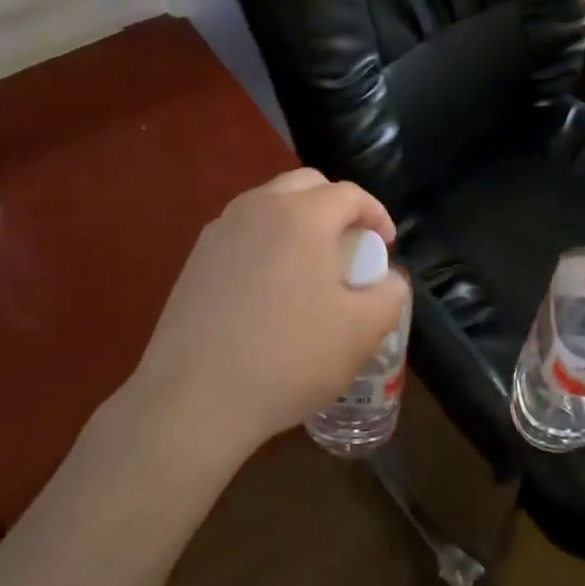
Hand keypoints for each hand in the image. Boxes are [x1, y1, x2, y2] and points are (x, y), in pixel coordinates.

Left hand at [119, 169, 409, 470]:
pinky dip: (266, 243)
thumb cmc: (289, 357)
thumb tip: (389, 279)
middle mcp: (259, 207)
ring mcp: (220, 230)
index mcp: (303, 215)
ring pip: (270, 205)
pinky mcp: (195, 258)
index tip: (386, 247)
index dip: (377, 215)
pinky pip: (243, 232)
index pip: (350, 194)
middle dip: (336, 207)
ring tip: (309, 267)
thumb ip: (390, 294)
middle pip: (307, 186)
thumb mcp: (362, 332)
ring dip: (299, 222)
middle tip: (349, 248)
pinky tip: (269, 289)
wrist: (194, 399)